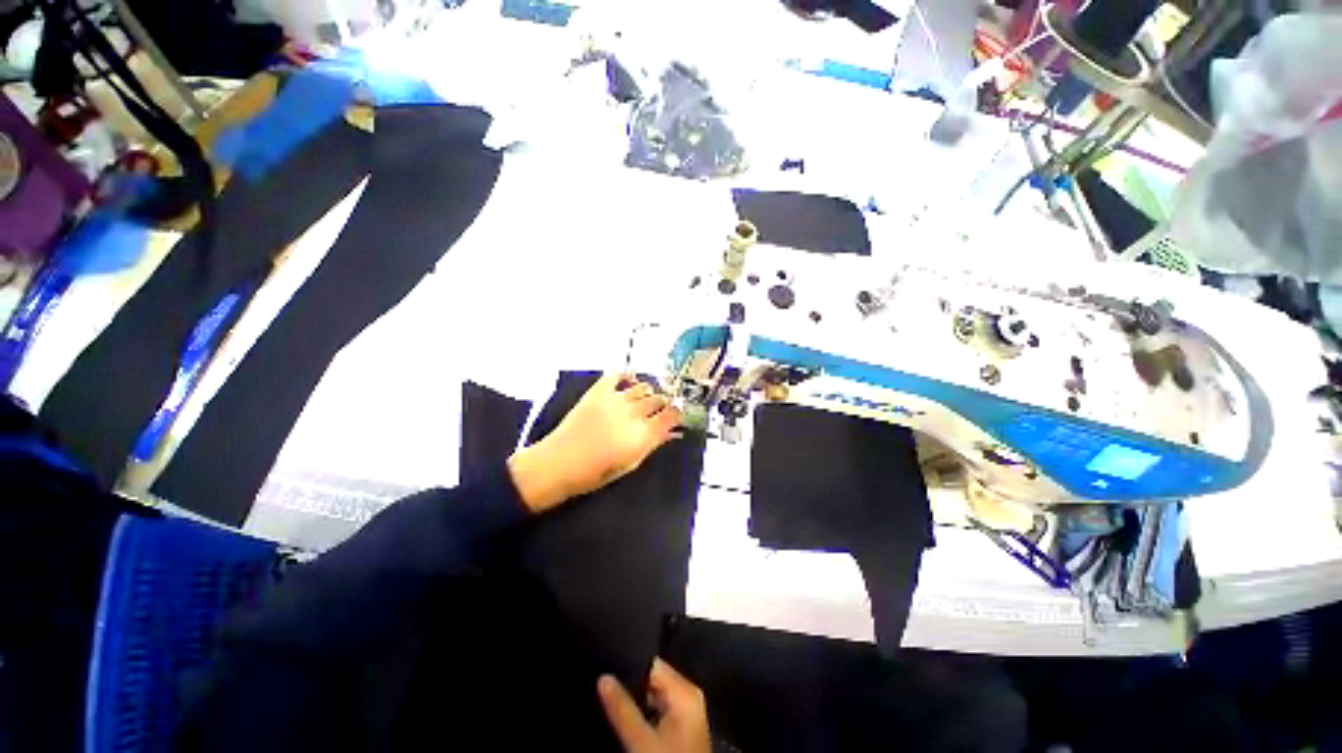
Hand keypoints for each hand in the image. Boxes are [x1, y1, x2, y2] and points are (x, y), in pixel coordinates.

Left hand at [508, 373, 681, 512]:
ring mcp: (616, 399)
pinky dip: (627, 375)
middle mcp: (634, 413)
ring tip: (643, 400)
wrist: (560, 462)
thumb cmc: (597, 472)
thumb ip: (654, 444)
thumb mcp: (631, 463)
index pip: (672, 415)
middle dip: (662, 404)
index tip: (676, 416)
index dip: (677, 414)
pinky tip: (629, 380)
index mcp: (644, 434)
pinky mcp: (599, 391)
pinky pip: (618, 374)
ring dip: (647, 393)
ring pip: (643, 387)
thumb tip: (673, 432)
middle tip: (658, 411)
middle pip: (658, 399)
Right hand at [598, 659, 709, 752]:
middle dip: (629, 682)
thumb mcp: (641, 743)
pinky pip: (657, 708)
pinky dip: (642, 711)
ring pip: (653, 694)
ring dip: (633, 698)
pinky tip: (624, 716)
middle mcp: (688, 695)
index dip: (628, 664)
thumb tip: (603, 677)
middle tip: (602, 684)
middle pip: (653, 678)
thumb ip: (622, 709)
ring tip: (608, 697)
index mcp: (684, 691)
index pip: (652, 664)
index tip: (604, 666)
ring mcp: (686, 711)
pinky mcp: (681, 727)